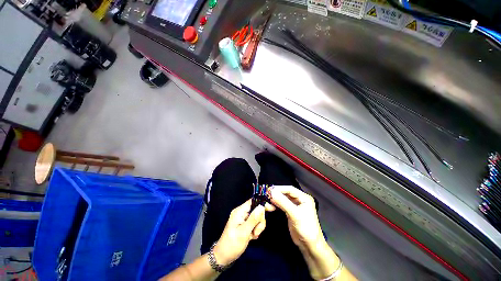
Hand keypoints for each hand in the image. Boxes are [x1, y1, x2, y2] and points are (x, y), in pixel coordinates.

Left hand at [213, 199, 266, 265]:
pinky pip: (255, 223)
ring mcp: (243, 219)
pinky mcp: (245, 224)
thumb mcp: (243, 233)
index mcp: (239, 211)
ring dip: (258, 227)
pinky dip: (256, 230)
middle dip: (259, 221)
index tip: (272, 208)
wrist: (224, 257)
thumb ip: (253, 219)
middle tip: (256, 232)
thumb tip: (261, 207)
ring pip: (257, 218)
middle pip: (256, 210)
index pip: (252, 201)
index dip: (262, 203)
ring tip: (253, 236)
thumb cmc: (232, 245)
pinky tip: (251, 237)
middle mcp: (242, 213)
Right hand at [269, 186, 344, 279]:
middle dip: (276, 194)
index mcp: (304, 197)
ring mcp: (295, 206)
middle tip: (266, 195)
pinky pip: (282, 205)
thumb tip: (271, 192)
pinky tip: (270, 205)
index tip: (269, 190)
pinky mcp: (290, 212)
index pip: (290, 189)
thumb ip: (283, 202)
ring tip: (267, 200)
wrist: (310, 246)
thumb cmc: (305, 228)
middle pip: (286, 193)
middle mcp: (300, 200)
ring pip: (283, 199)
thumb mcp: (295, 214)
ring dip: (275, 199)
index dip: (279, 188)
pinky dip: (276, 205)